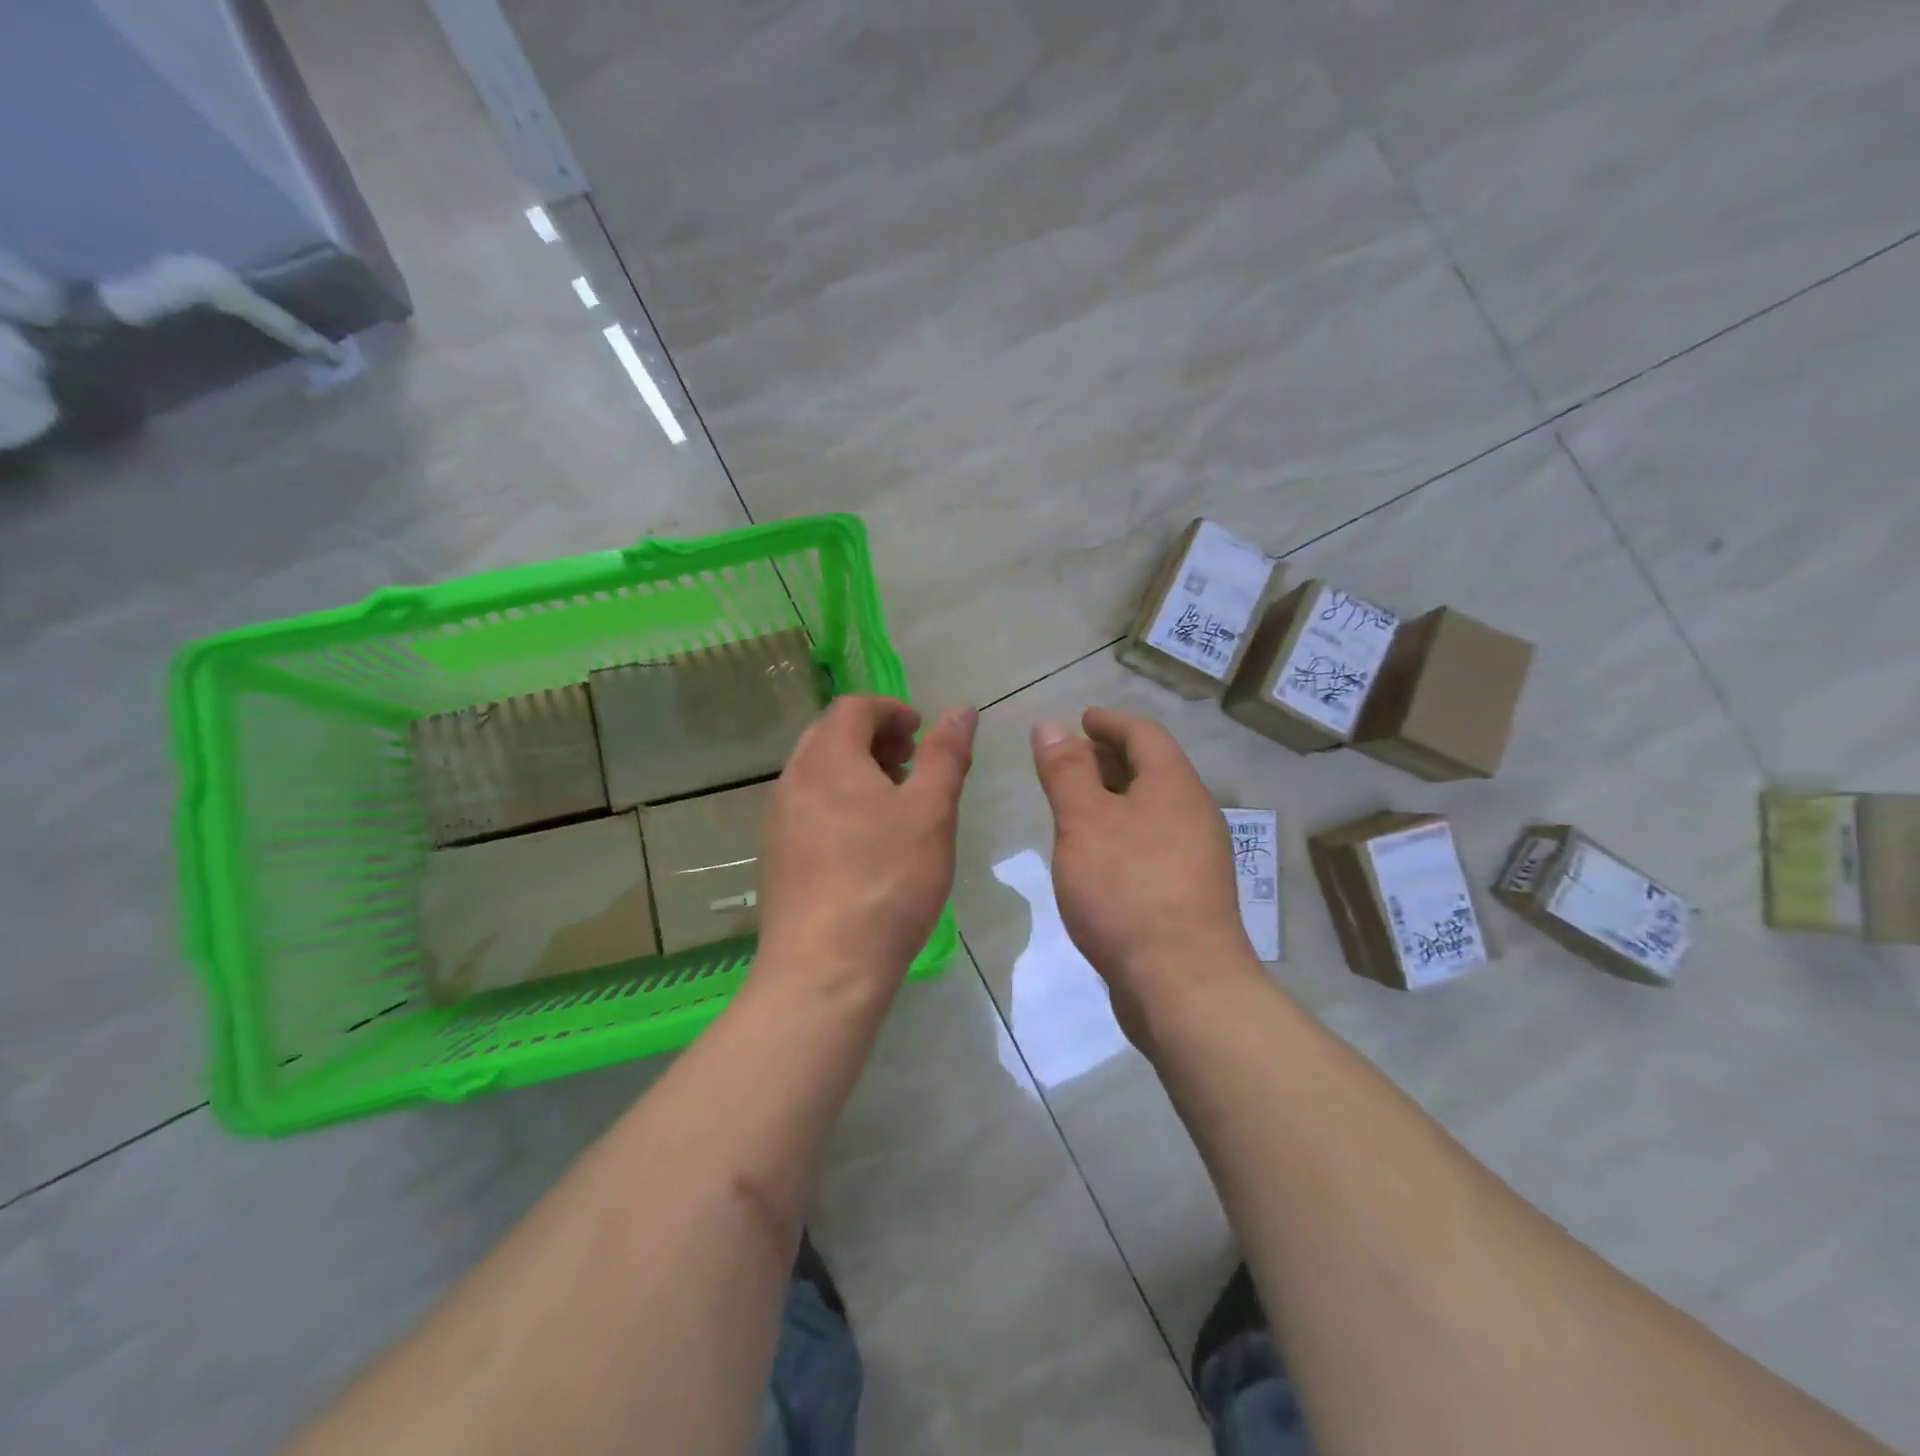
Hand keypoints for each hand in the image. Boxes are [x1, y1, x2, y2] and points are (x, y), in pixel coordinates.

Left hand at [756, 696, 975, 995]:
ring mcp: (779, 819)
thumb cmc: (887, 880)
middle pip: (831, 735)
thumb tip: (962, 709)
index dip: (892, 709)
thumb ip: (946, 755)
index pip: (854, 707)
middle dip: (874, 737)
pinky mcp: (777, 855)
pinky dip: (840, 801)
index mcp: (828, 758)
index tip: (922, 732)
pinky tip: (867, 841)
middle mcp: (794, 779)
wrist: (825, 966)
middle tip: (910, 762)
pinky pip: (809, 806)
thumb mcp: (931, 812)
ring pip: (818, 772)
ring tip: (895, 802)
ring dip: (856, 770)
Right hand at [1031, 708, 1259, 1034]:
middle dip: (1110, 758)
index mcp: (1174, 785)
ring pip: (1152, 809)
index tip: (1080, 719)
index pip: (1144, 733)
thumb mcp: (1084, 822)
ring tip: (1075, 806)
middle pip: (1152, 769)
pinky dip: (1123, 833)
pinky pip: (1152, 843)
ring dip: (1115, 798)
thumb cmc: (1127, 888)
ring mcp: (1196, 856)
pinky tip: (1096, 856)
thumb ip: (1066, 771)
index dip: (1110, 721)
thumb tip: (1051, 725)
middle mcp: (1193, 813)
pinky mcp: (1189, 893)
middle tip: (1069, 761)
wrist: (1182, 983)